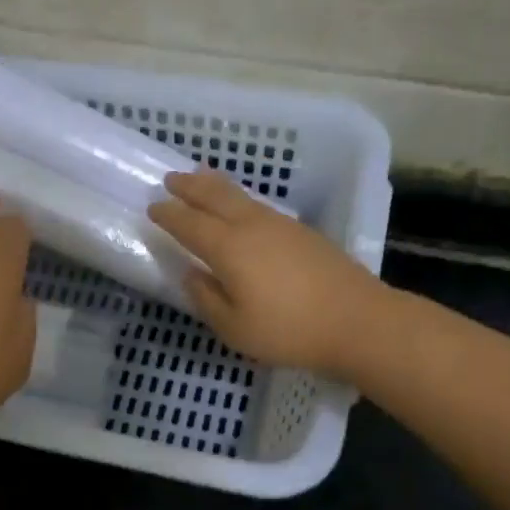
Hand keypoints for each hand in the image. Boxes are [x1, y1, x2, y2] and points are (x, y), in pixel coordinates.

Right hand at [148, 171, 385, 377]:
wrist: (357, 320)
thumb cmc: (289, 330)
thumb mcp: (235, 328)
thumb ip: (207, 299)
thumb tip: (191, 274)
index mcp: (228, 248)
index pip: (189, 224)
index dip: (169, 215)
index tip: (153, 208)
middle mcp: (252, 226)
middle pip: (215, 196)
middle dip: (190, 186)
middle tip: (171, 179)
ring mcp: (280, 225)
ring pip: (240, 196)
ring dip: (215, 186)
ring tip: (201, 179)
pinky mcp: (302, 232)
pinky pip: (259, 206)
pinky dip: (240, 200)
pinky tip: (241, 208)